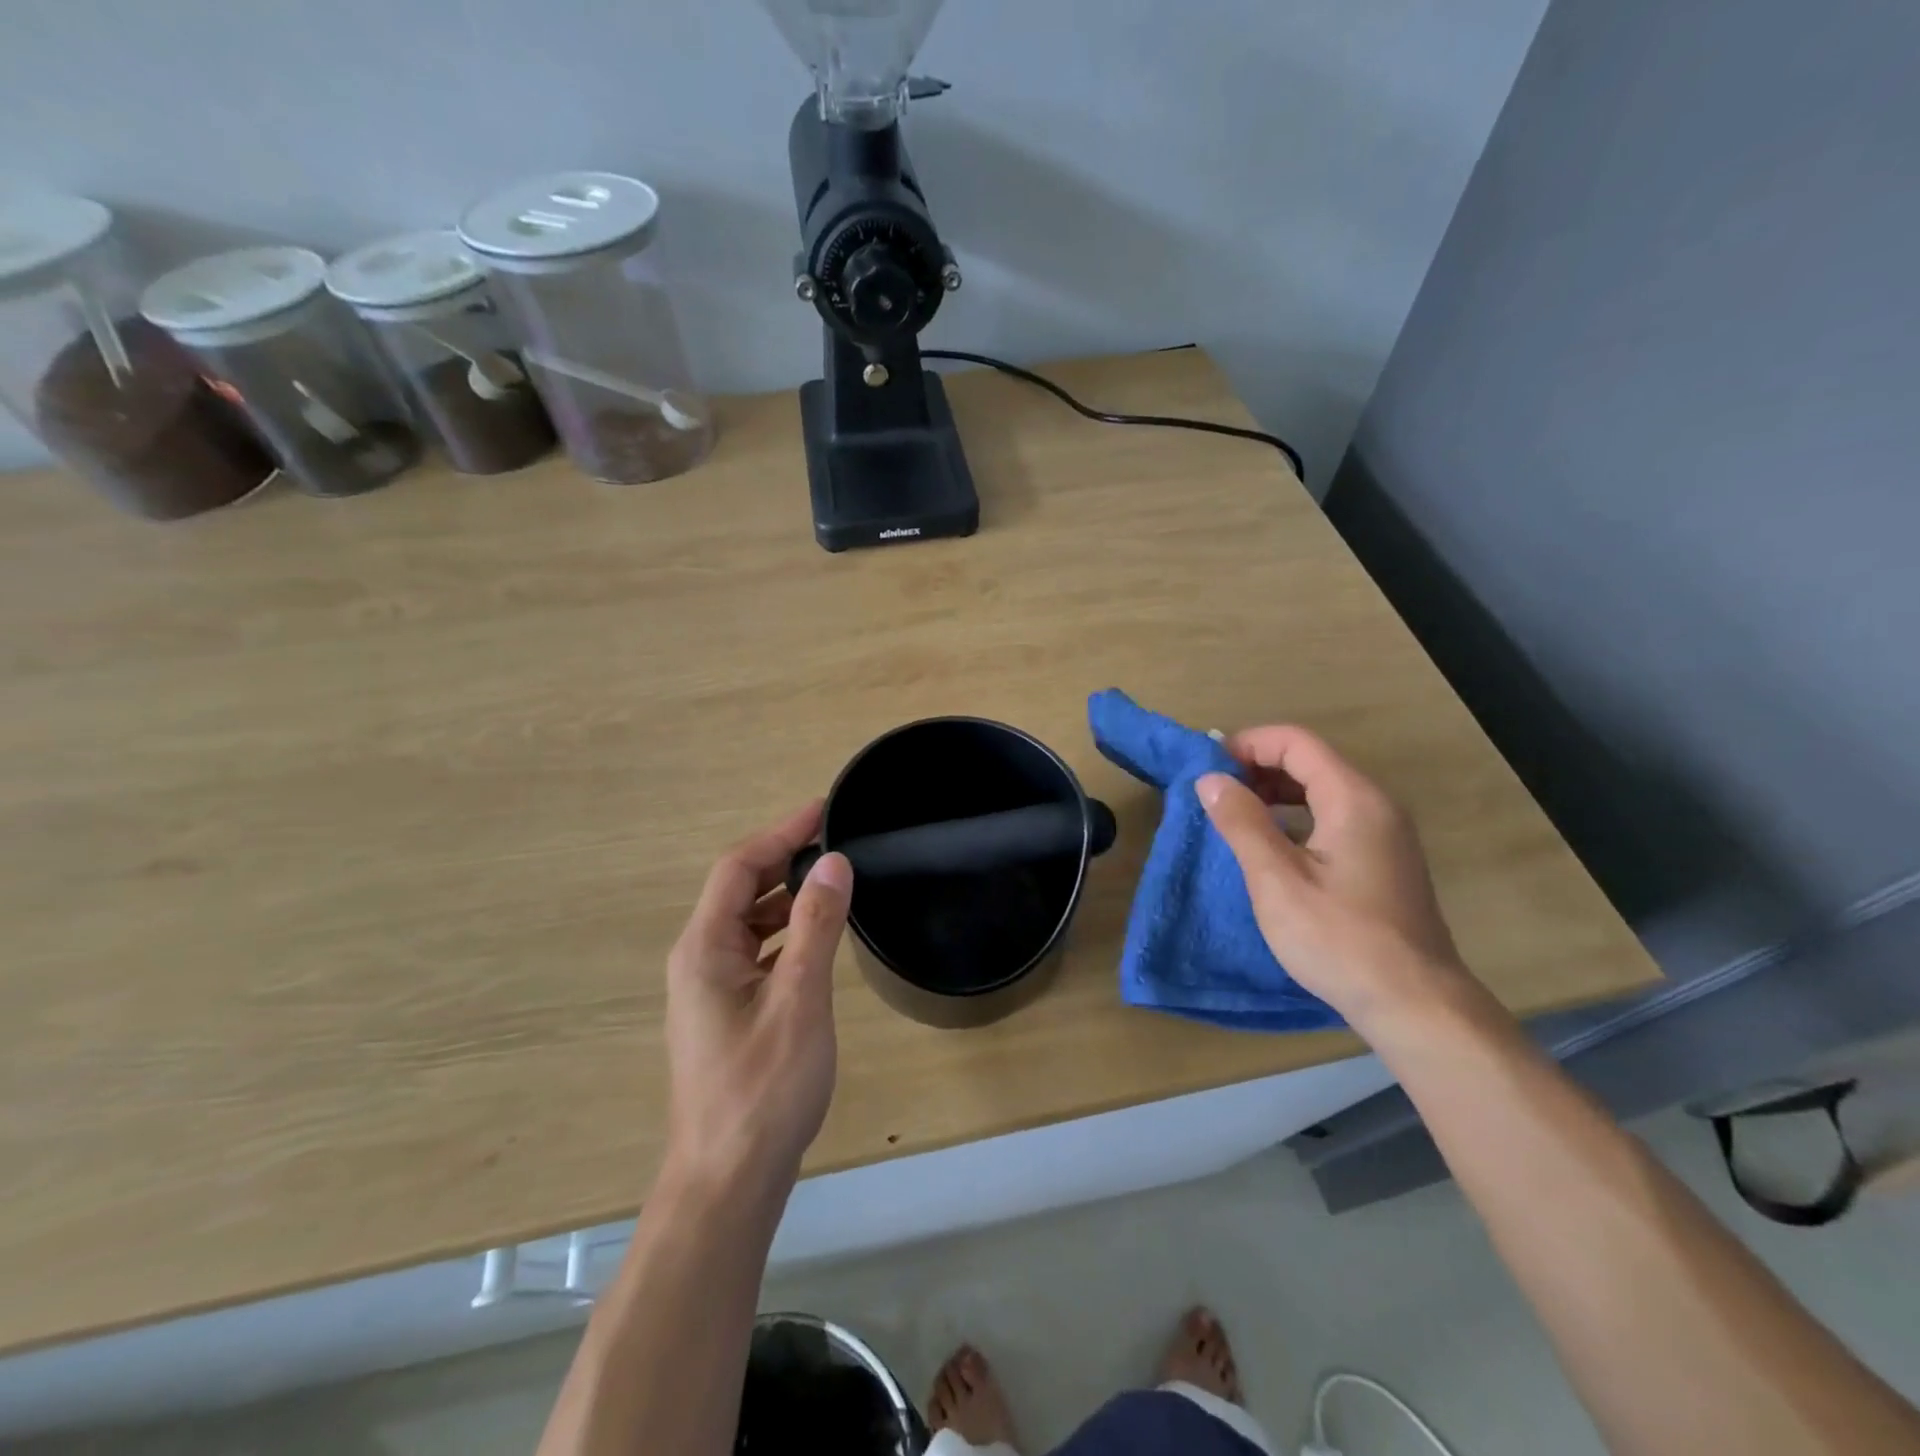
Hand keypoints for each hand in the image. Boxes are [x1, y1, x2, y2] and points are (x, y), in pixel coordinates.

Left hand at [663, 802, 852, 1191]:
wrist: (729, 1182)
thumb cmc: (763, 1089)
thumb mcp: (799, 999)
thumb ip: (816, 926)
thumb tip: (832, 862)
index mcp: (705, 949)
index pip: (738, 868)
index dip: (779, 832)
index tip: (823, 809)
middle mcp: (699, 961)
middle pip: (739, 891)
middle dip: (784, 860)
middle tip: (836, 843)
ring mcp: (710, 990)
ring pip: (749, 923)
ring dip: (787, 897)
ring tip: (834, 884)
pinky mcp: (727, 1014)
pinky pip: (756, 953)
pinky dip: (786, 933)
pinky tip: (818, 940)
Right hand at [1197, 726, 1469, 1026]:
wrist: (1415, 1004)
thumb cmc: (1340, 939)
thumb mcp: (1277, 880)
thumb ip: (1242, 823)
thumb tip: (1210, 779)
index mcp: (1354, 799)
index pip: (1296, 742)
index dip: (1248, 744)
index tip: (1207, 768)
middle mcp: (1376, 805)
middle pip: (1311, 761)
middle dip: (1258, 767)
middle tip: (1215, 793)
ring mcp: (1386, 833)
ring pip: (1323, 790)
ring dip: (1276, 792)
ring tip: (1235, 816)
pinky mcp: (1385, 860)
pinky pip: (1334, 816)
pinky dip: (1296, 816)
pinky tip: (1272, 846)